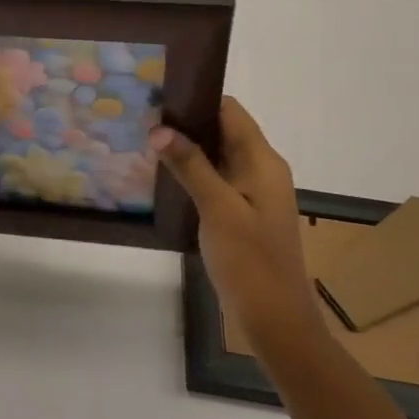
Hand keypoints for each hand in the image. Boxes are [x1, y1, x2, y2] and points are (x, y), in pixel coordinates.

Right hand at [152, 97, 321, 344]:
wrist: (276, 322)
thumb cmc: (251, 262)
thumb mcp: (218, 209)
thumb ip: (190, 165)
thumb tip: (159, 128)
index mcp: (263, 161)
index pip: (229, 110)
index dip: (196, 98)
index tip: (158, 96)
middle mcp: (261, 169)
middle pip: (222, 129)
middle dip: (185, 122)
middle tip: (142, 118)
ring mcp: (253, 192)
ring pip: (217, 154)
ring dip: (187, 147)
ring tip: (145, 141)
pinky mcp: (242, 212)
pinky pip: (216, 178)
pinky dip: (192, 171)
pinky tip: (163, 176)